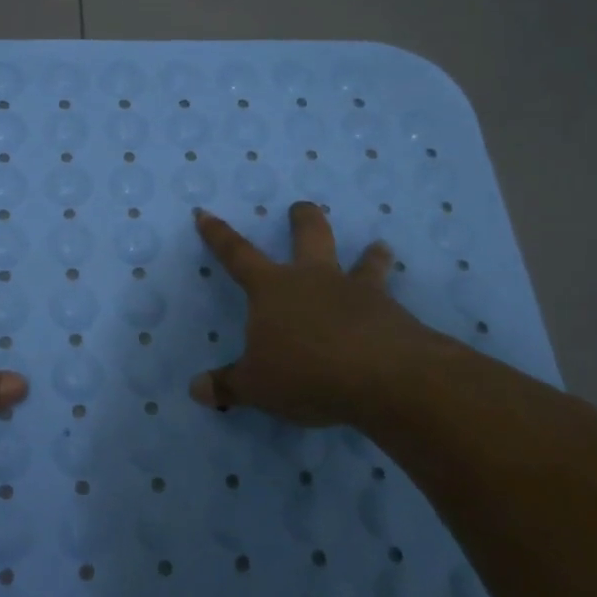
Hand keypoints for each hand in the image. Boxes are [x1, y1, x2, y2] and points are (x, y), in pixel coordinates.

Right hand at [189, 202, 468, 428]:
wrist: (383, 376)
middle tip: (302, 207)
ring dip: (370, 255)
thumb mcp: (256, 386)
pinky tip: (400, 316)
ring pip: (364, 262)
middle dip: (303, 219)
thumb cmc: (306, 372)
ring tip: (379, 247)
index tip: (205, 213)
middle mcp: (314, 279)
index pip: (237, 254)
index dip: (219, 235)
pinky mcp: (393, 313)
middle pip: (310, 235)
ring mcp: (357, 292)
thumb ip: (228, 386)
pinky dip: (391, 305)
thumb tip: (196, 389)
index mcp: (272, 288)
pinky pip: (391, 301)